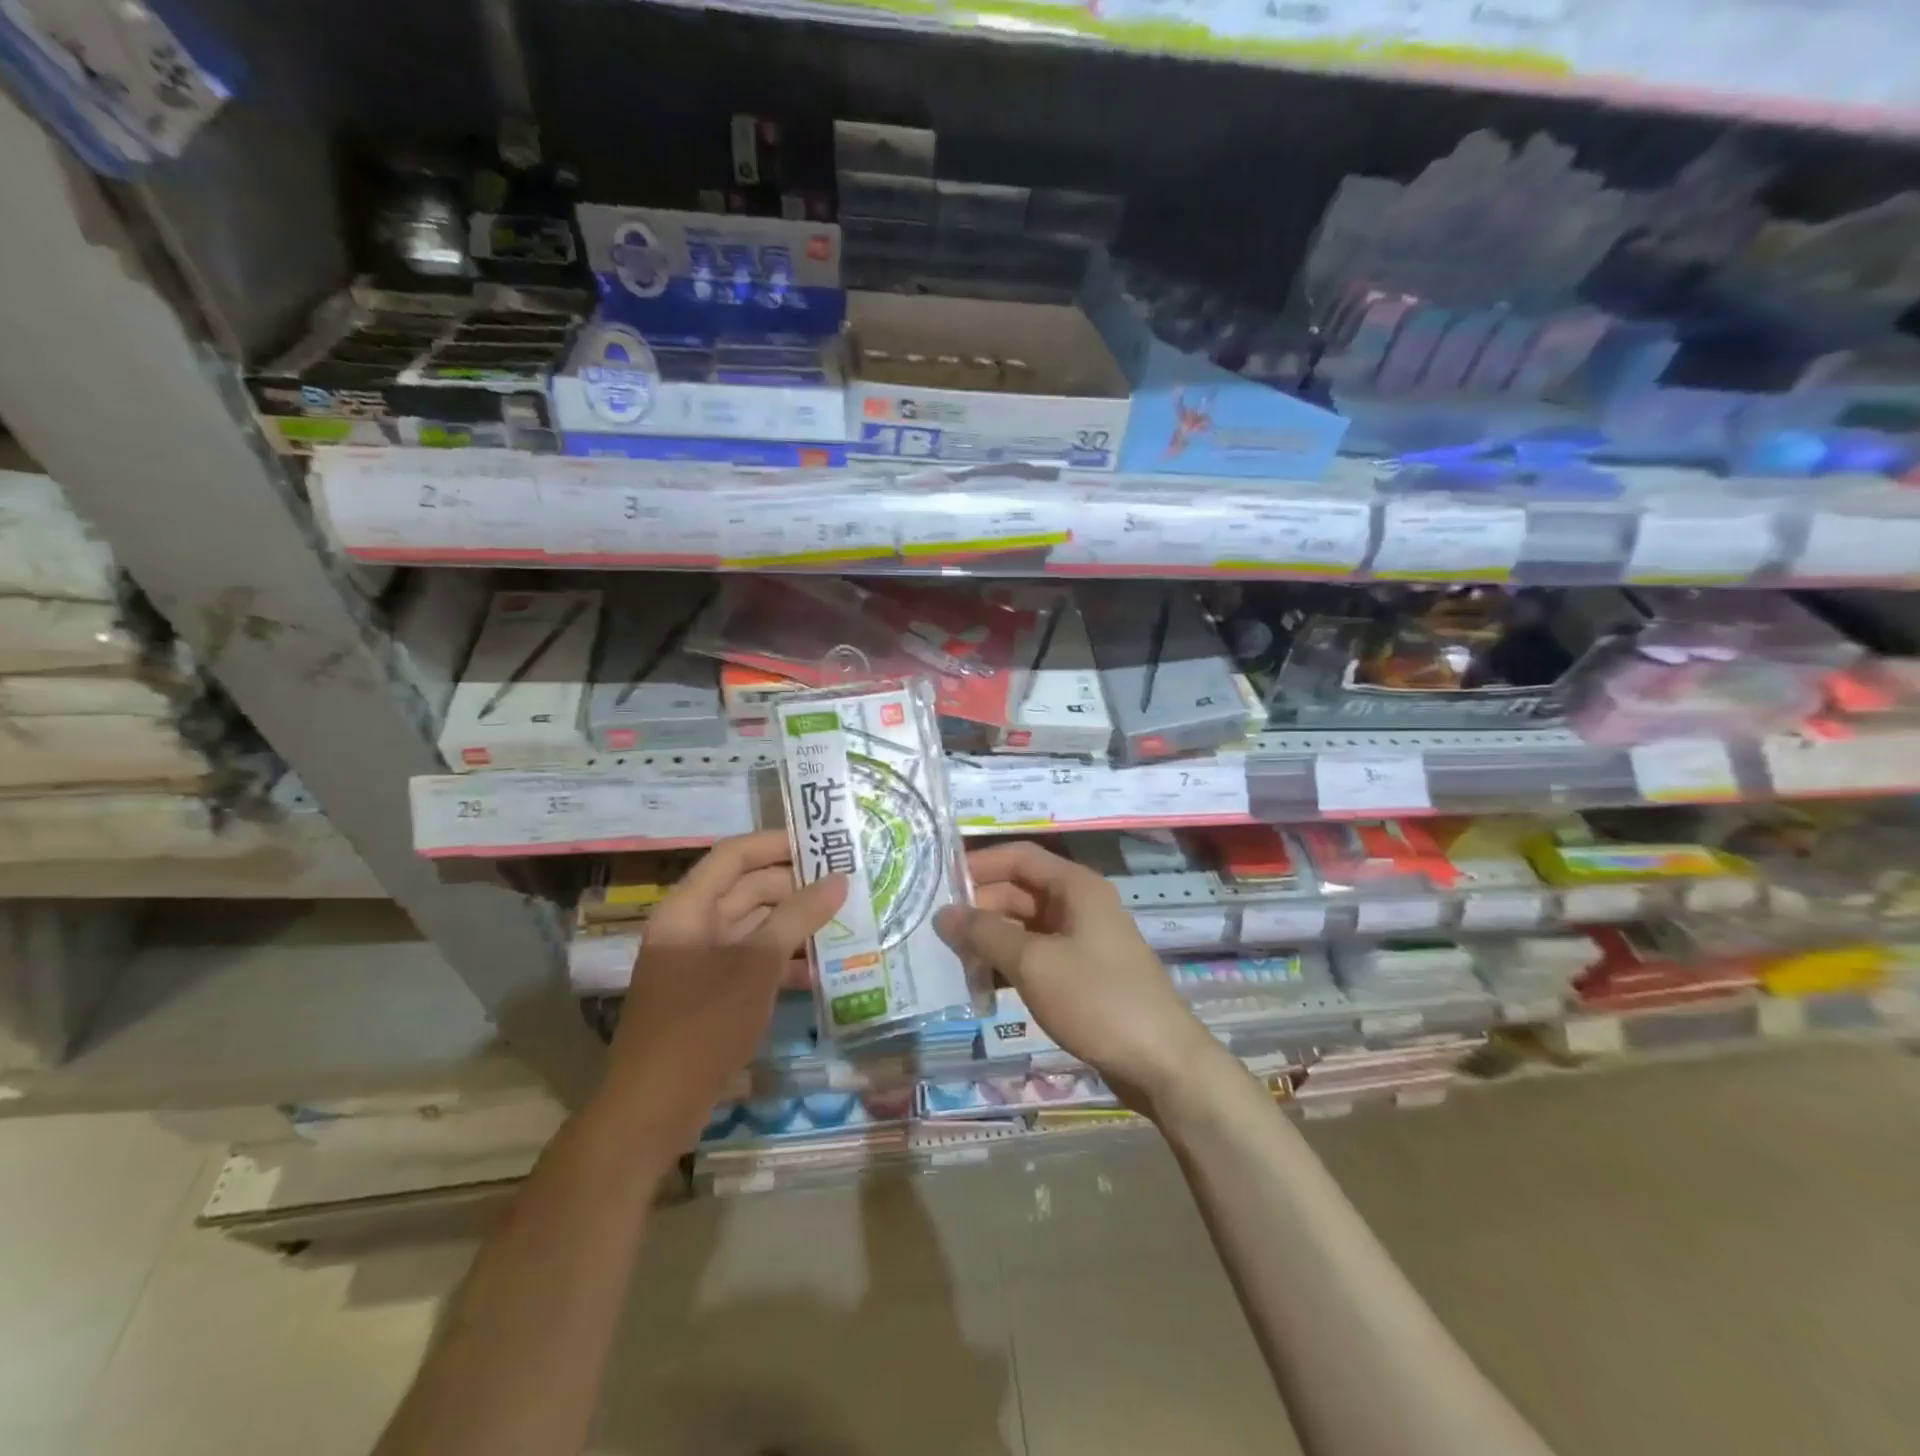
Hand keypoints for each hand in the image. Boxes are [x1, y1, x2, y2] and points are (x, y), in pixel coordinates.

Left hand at [600, 830, 845, 1149]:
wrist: (652, 1111)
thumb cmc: (702, 1025)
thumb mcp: (756, 966)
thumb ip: (797, 917)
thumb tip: (839, 880)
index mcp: (688, 909)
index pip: (734, 856)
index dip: (777, 844)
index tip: (823, 844)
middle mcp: (691, 927)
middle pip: (746, 890)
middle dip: (795, 887)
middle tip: (846, 887)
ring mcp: (699, 963)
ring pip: (753, 928)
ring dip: (794, 926)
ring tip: (844, 923)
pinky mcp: (711, 995)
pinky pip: (751, 962)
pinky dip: (782, 961)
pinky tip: (820, 971)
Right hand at [941, 841, 1222, 1110]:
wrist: (1161, 1063)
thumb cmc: (1097, 1000)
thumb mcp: (1034, 963)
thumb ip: (986, 933)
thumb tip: (944, 913)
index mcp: (1075, 887)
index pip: (1019, 857)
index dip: (979, 865)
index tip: (938, 884)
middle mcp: (1079, 905)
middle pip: (1019, 892)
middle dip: (980, 909)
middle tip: (937, 934)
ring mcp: (1082, 941)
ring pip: (1024, 927)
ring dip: (991, 941)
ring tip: (952, 962)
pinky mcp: (1082, 975)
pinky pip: (1036, 957)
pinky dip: (1009, 966)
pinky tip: (982, 986)